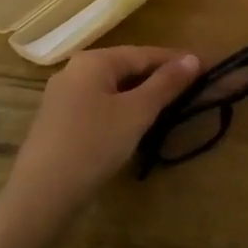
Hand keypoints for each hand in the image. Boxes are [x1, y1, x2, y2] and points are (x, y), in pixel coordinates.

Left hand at [0, 45, 201, 237]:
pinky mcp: (60, 122)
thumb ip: (165, 84)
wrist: (42, 193)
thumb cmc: (94, 144)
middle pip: (126, 68)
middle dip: (158, 77)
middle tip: (191, 89)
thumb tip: (192, 59)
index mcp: (93, 61)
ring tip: (170, 106)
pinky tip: (135, 125)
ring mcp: (63, 98)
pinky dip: (122, 110)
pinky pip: (99, 106)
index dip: (175, 60)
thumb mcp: (136, 113)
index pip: (143, 53)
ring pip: (112, 89)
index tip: (205, 67)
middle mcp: (74, 71)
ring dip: (141, 95)